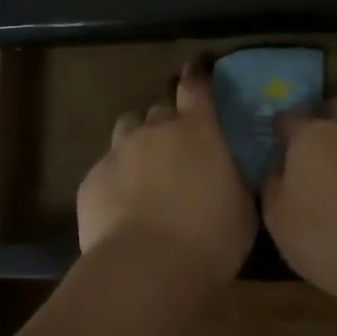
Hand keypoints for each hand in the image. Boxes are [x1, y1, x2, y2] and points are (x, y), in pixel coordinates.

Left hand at [77, 61, 257, 287]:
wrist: (145, 268)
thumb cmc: (209, 239)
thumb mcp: (243, 209)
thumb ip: (234, 178)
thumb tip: (230, 169)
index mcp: (197, 131)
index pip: (195, 87)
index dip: (196, 74)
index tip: (196, 67)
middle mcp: (156, 130)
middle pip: (160, 110)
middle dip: (168, 122)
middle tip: (176, 147)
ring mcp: (119, 150)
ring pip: (128, 129)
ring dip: (138, 141)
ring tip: (145, 170)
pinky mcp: (93, 178)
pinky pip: (107, 167)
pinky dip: (117, 178)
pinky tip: (123, 205)